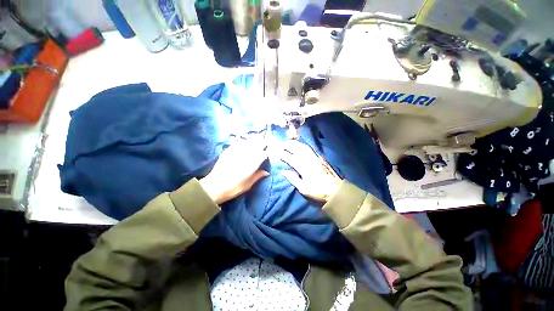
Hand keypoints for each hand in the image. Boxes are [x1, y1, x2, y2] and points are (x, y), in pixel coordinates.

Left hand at [199, 140, 268, 203]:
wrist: (214, 187)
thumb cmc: (234, 188)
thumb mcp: (248, 184)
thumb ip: (258, 176)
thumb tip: (266, 172)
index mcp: (252, 164)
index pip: (262, 154)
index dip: (266, 153)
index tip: (267, 153)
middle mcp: (245, 155)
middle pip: (256, 146)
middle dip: (261, 143)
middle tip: (265, 142)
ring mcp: (236, 152)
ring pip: (247, 142)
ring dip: (253, 140)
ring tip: (257, 138)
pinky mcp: (228, 151)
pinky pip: (237, 143)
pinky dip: (242, 141)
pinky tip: (244, 141)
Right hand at [278, 140, 341, 201]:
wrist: (335, 190)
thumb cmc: (318, 191)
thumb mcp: (303, 188)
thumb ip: (293, 179)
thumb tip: (283, 171)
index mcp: (304, 168)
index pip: (291, 158)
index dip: (283, 155)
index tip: (277, 153)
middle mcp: (309, 160)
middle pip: (297, 149)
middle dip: (288, 145)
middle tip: (281, 144)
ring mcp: (315, 157)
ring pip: (303, 147)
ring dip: (295, 143)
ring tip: (288, 142)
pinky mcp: (320, 157)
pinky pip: (309, 148)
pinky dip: (302, 145)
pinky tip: (299, 144)